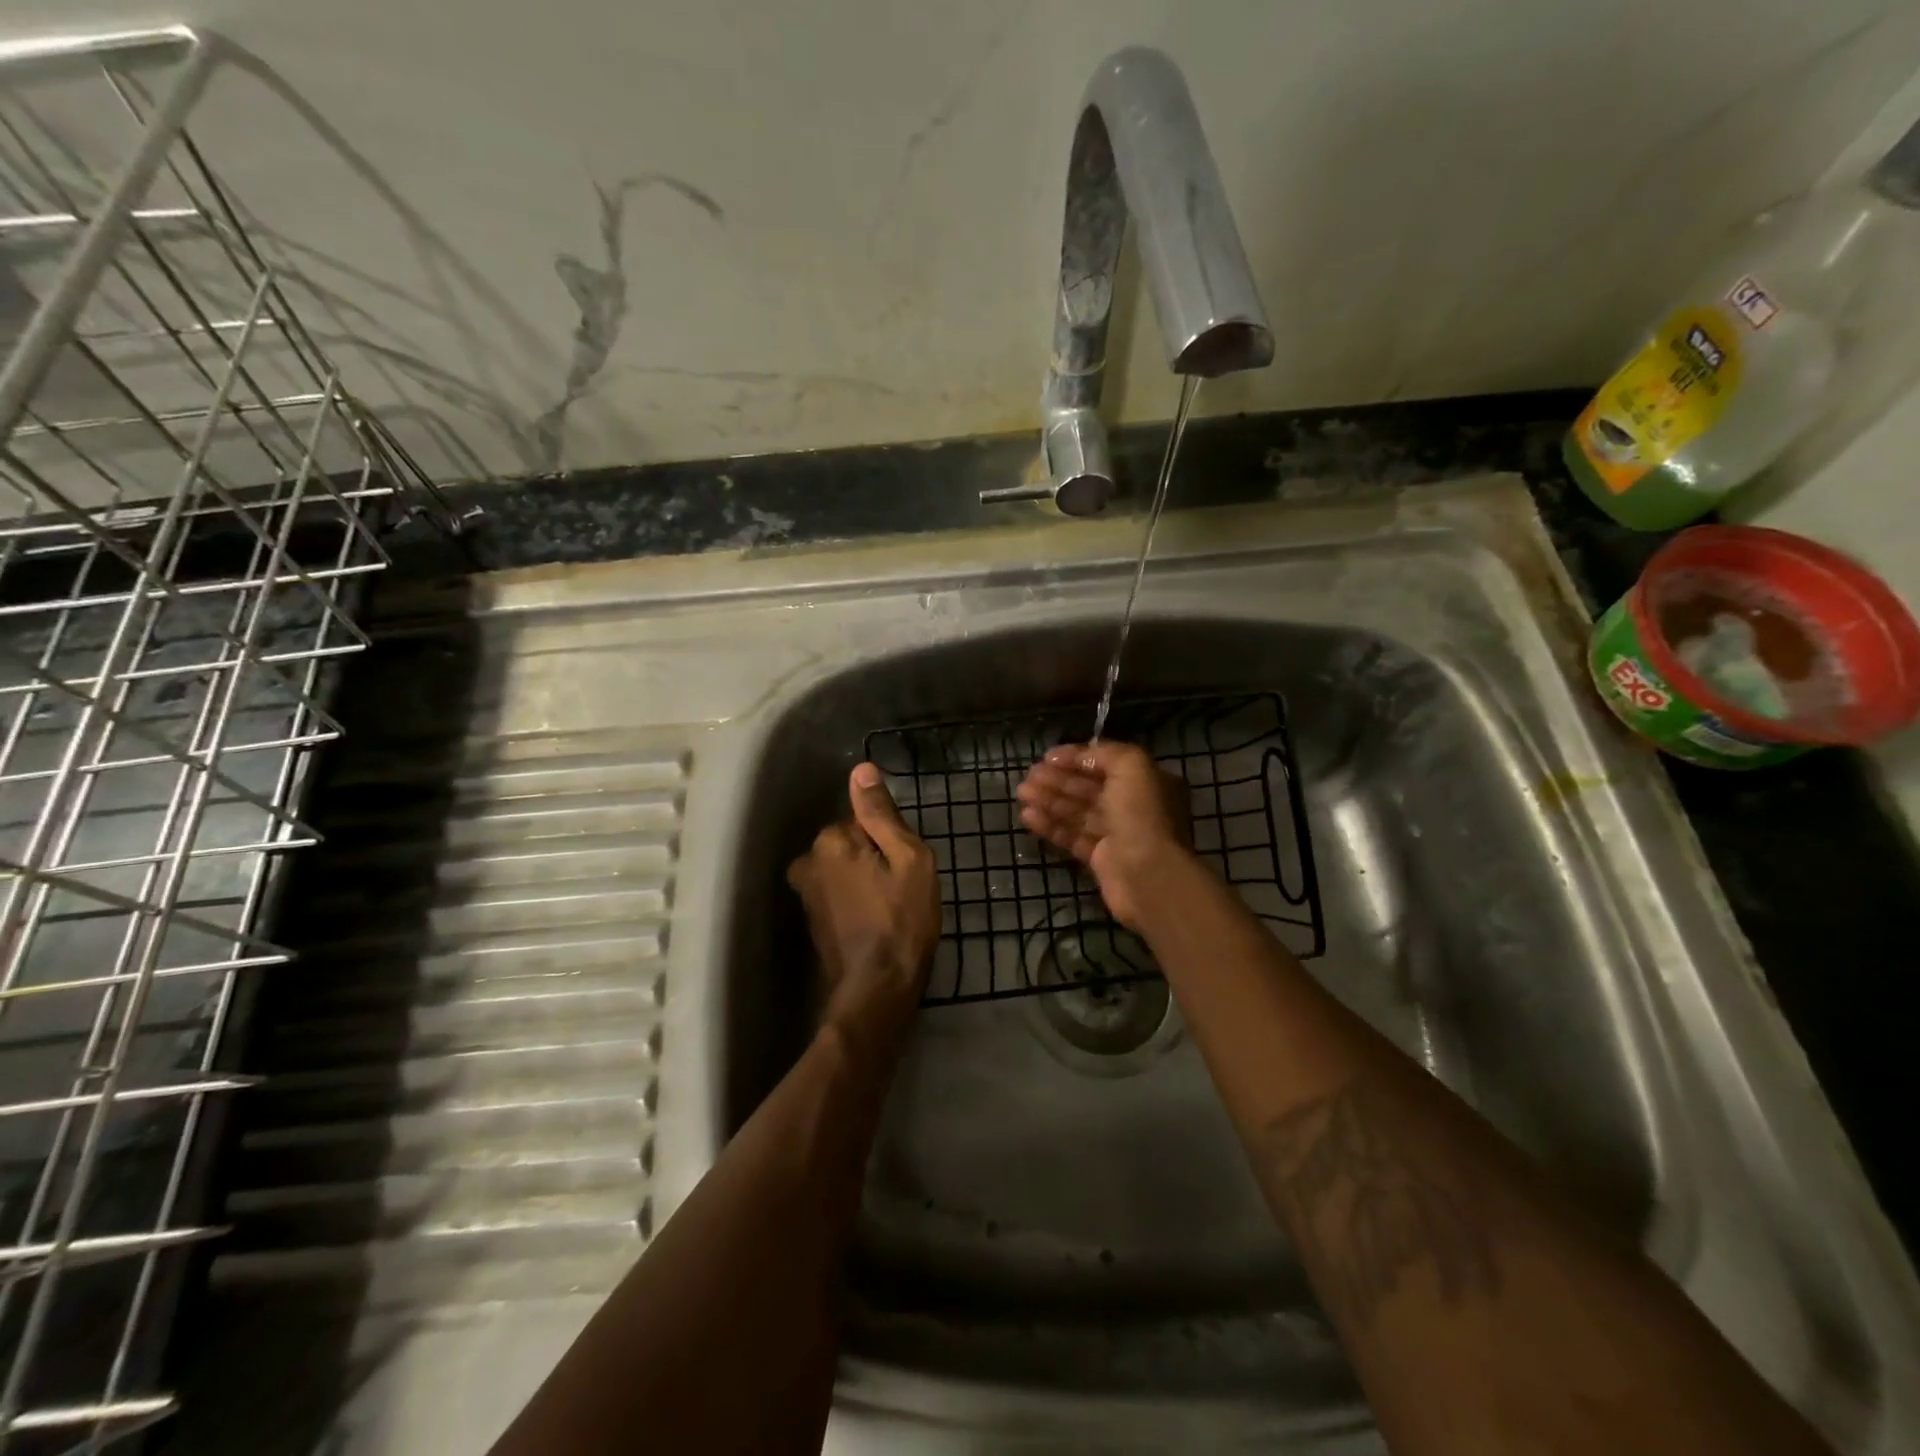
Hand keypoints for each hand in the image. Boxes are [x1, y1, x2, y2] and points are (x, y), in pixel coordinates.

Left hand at [787, 763, 940, 1053]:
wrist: (878, 988)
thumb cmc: (902, 919)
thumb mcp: (908, 858)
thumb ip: (881, 813)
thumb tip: (861, 769)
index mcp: (829, 841)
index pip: (863, 820)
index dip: (890, 841)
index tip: (904, 866)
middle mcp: (807, 862)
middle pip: (850, 843)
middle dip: (874, 858)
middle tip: (902, 888)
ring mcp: (806, 894)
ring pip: (844, 868)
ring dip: (865, 880)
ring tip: (891, 907)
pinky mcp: (812, 919)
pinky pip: (839, 892)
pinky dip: (856, 900)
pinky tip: (876, 921)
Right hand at [1016, 742, 1192, 928]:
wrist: (1148, 875)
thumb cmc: (1142, 815)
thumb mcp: (1132, 766)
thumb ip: (1106, 753)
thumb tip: (1081, 752)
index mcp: (1146, 782)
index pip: (1106, 764)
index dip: (1076, 758)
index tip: (1047, 757)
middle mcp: (1133, 806)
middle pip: (1088, 788)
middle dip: (1058, 780)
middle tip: (1028, 776)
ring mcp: (1116, 834)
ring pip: (1077, 812)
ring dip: (1049, 800)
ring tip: (1022, 794)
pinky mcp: (1100, 859)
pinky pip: (1072, 836)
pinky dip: (1051, 826)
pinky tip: (1028, 817)